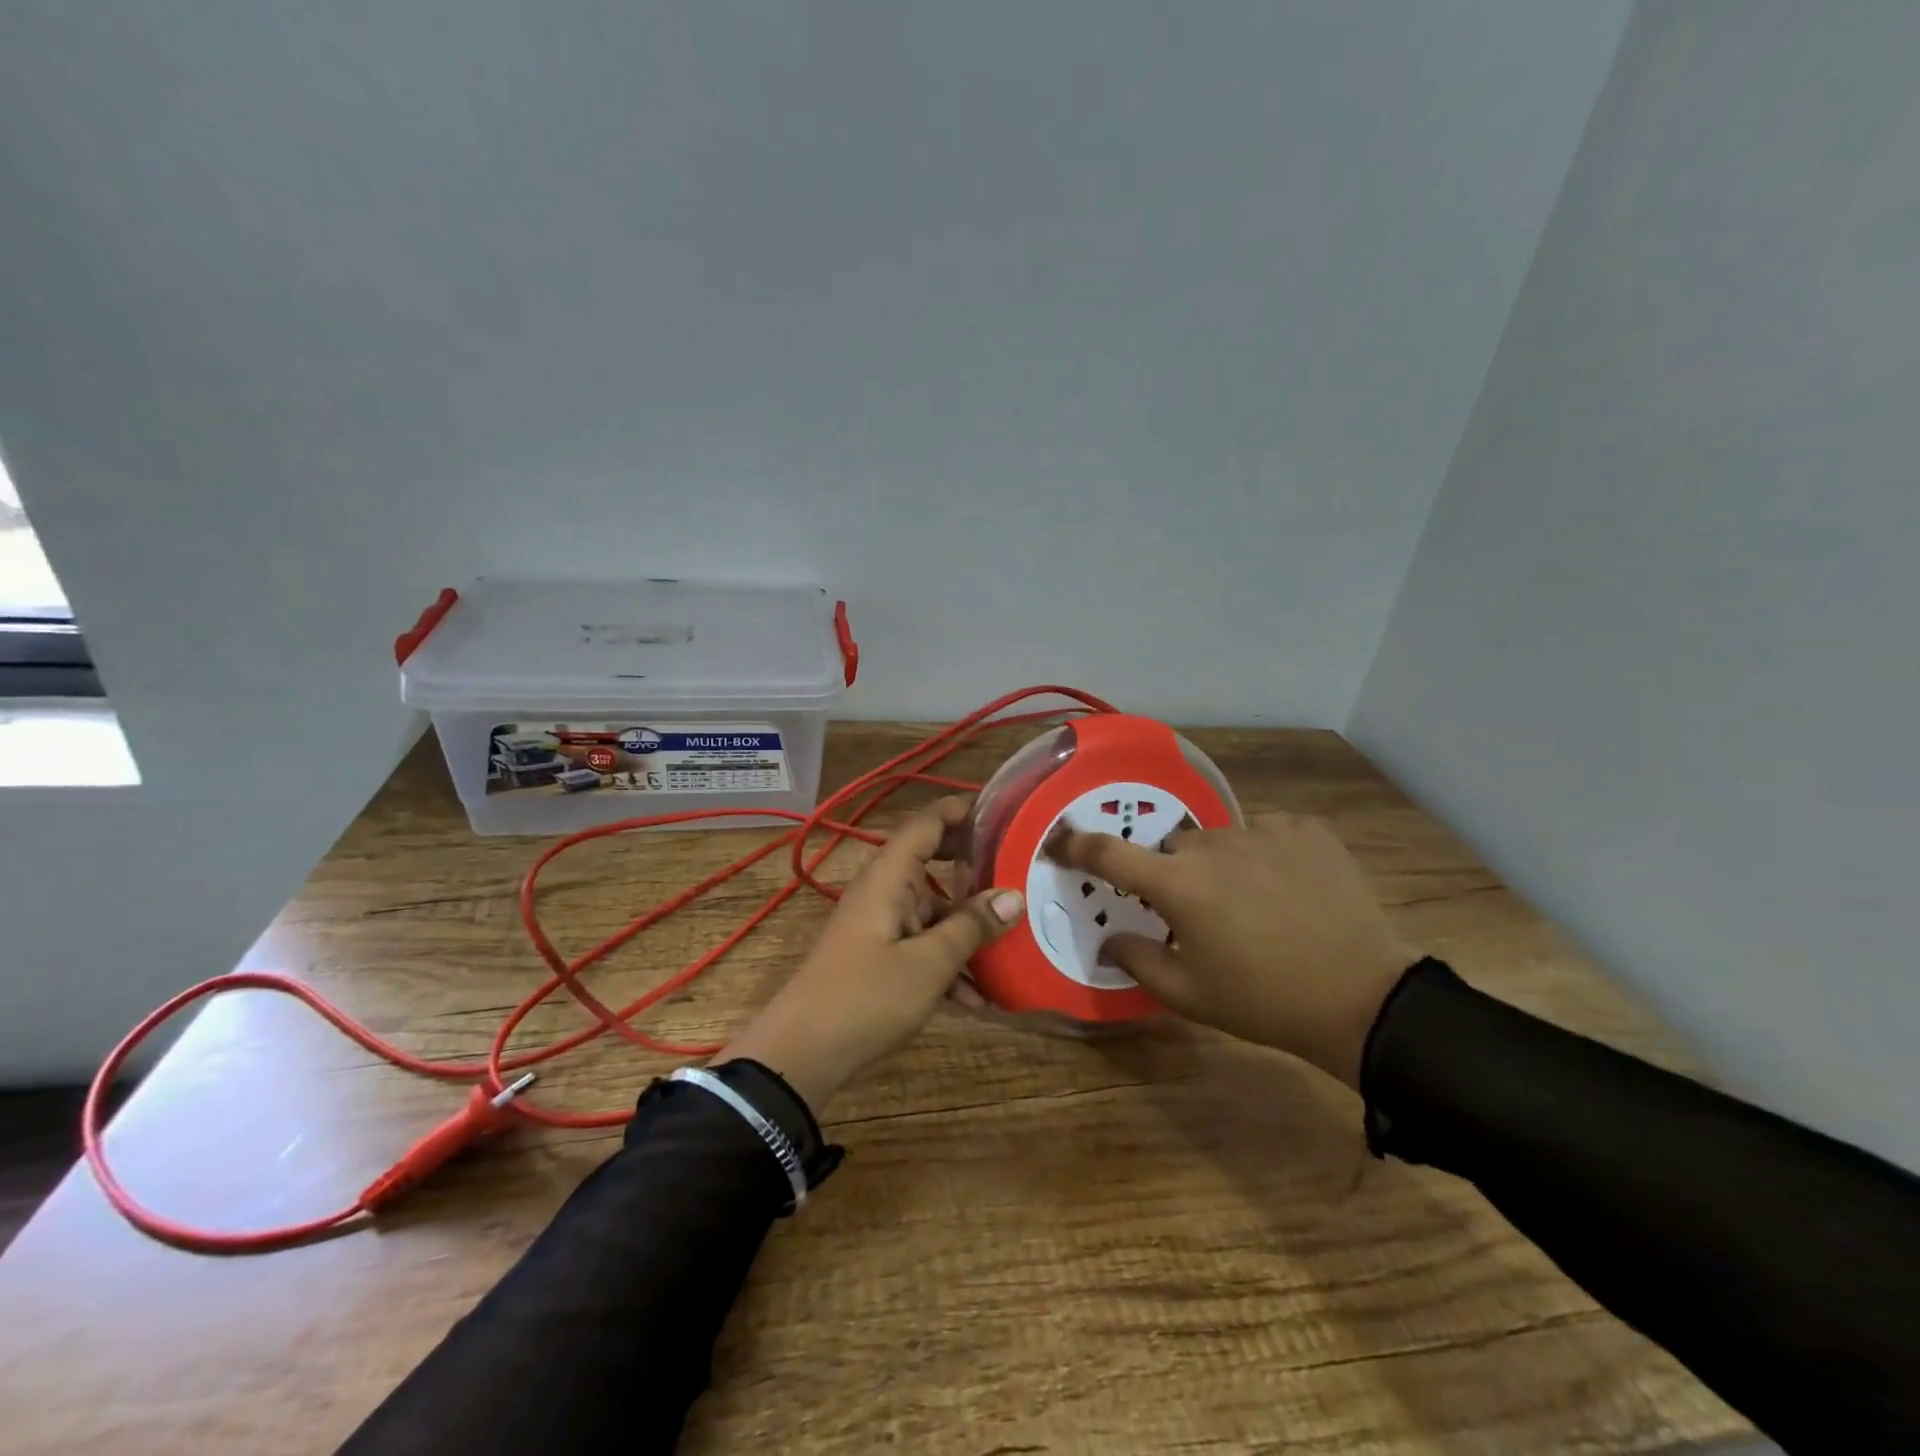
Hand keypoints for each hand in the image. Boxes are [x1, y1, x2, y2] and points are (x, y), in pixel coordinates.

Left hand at [719, 797, 1023, 1109]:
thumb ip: (971, 927)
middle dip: (974, 868)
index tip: (1003, 811)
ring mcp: (880, 924)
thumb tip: (1012, 897)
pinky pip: (921, 943)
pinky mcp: (878, 956)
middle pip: (932, 862)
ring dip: (967, 927)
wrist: (802, 1054)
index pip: (926, 823)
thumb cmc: (867, 997)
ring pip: (932, 910)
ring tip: (1012, 946)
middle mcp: (883, 890)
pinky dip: (948, 961)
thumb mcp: (929, 964)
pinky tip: (979, 998)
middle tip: (1018, 871)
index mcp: (889, 877)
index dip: (962, 810)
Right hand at [1046, 813, 1419, 1089]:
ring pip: (1220, 840)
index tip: (1059, 841)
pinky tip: (1289, 888)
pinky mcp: (1305, 829)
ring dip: (1221, 864)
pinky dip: (1266, 854)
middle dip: (1174, 874)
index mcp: (1178, 884)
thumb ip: (1137, 960)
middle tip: (1198, 913)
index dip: (1076, 844)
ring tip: (1254, 903)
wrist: (1364, 998)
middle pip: (1173, 848)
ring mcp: (1263, 831)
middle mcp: (1213, 845)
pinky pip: (1266, 833)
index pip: (1109, 853)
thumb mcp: (1189, 994)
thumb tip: (1109, 940)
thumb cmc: (1264, 1000)